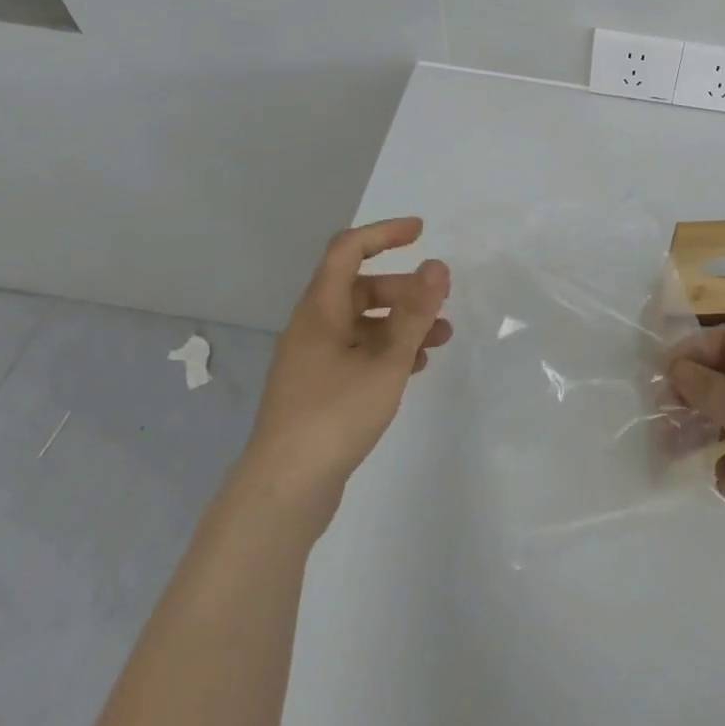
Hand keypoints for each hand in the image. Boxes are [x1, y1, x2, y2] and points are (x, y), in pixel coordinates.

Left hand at [242, 217, 452, 532]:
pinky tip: (414, 367)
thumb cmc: (334, 415)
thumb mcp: (386, 361)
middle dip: (403, 288)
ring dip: (400, 322)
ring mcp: (312, 361)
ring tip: (441, 339)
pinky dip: (387, 350)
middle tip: (440, 300)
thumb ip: (415, 313)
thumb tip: (437, 266)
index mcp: (319, 310)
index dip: (384, 233)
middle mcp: (312, 328)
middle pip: (359, 287)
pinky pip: (357, 352)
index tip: (421, 232)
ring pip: (361, 323)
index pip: (348, 250)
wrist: (283, 493)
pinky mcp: (317, 390)